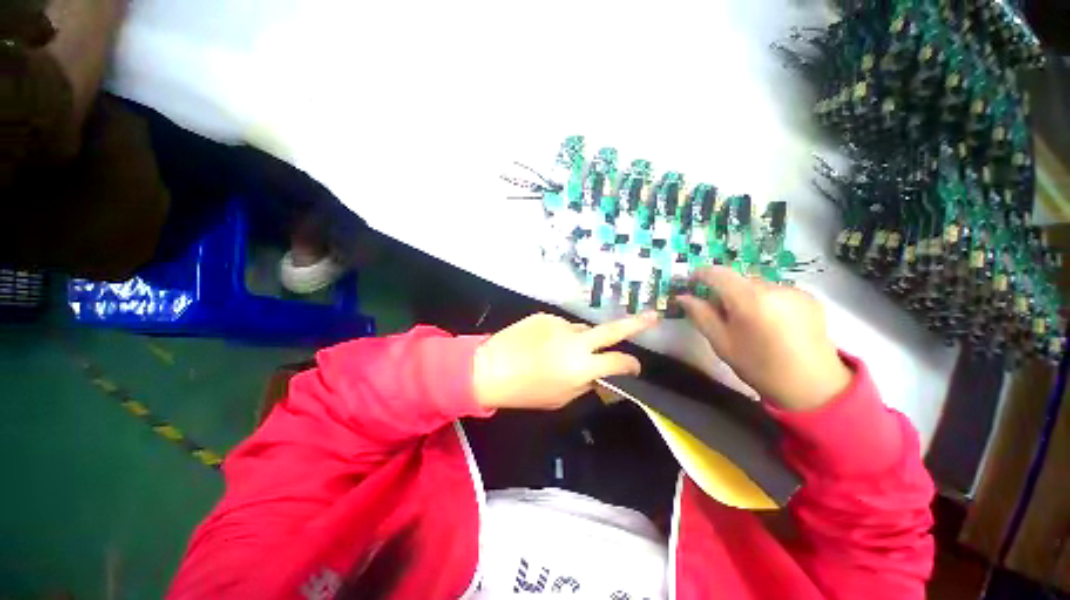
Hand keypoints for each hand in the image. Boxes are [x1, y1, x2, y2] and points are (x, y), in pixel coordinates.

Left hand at [473, 312, 658, 410]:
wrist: (490, 367)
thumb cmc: (526, 391)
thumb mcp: (561, 398)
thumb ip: (586, 384)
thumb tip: (601, 375)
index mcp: (581, 366)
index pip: (618, 362)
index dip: (630, 365)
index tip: (634, 368)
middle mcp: (575, 340)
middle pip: (612, 330)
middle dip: (636, 324)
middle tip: (653, 316)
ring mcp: (560, 324)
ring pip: (581, 330)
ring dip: (579, 340)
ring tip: (557, 352)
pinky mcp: (545, 315)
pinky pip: (560, 326)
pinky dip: (558, 335)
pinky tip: (542, 344)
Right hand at [678, 267, 851, 411]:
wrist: (813, 386)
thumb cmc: (759, 366)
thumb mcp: (721, 343)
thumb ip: (701, 315)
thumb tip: (683, 297)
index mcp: (749, 299)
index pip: (718, 273)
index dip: (701, 274)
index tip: (690, 282)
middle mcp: (773, 287)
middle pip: (738, 279)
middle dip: (724, 290)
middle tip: (718, 312)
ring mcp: (795, 290)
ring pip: (757, 285)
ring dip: (745, 295)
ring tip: (747, 320)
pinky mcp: (809, 297)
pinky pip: (776, 291)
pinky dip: (765, 300)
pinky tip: (770, 322)